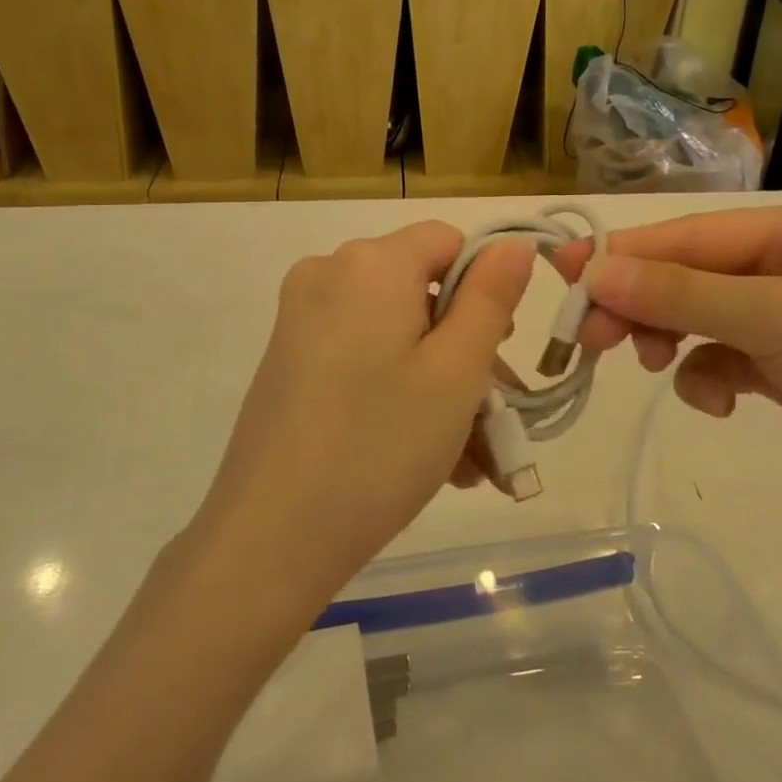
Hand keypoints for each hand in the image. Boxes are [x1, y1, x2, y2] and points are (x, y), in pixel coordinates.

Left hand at [194, 222, 533, 608]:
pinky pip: (362, 359)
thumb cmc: (379, 445)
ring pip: (395, 335)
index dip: (484, 289)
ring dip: (439, 386)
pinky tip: (426, 459)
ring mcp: (301, 319)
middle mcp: (328, 274)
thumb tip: (512, 244)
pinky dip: (397, 392)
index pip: (447, 242)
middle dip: (466, 352)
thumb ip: (491, 297)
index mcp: (370, 263)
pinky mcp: (288, 360)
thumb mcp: (456, 371)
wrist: (269, 539)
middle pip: (421, 293)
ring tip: (470, 462)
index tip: (497, 354)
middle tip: (494, 420)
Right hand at [555, 201, 781, 518]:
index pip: (694, 236)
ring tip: (650, 364)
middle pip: (691, 275)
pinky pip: (723, 358)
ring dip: (670, 339)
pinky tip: (718, 403)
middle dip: (641, 302)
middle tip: (587, 335)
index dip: (627, 254)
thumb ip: (682, 294)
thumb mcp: (780, 320)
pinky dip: (708, 377)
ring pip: (700, 317)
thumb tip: (596, 269)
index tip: (565, 271)